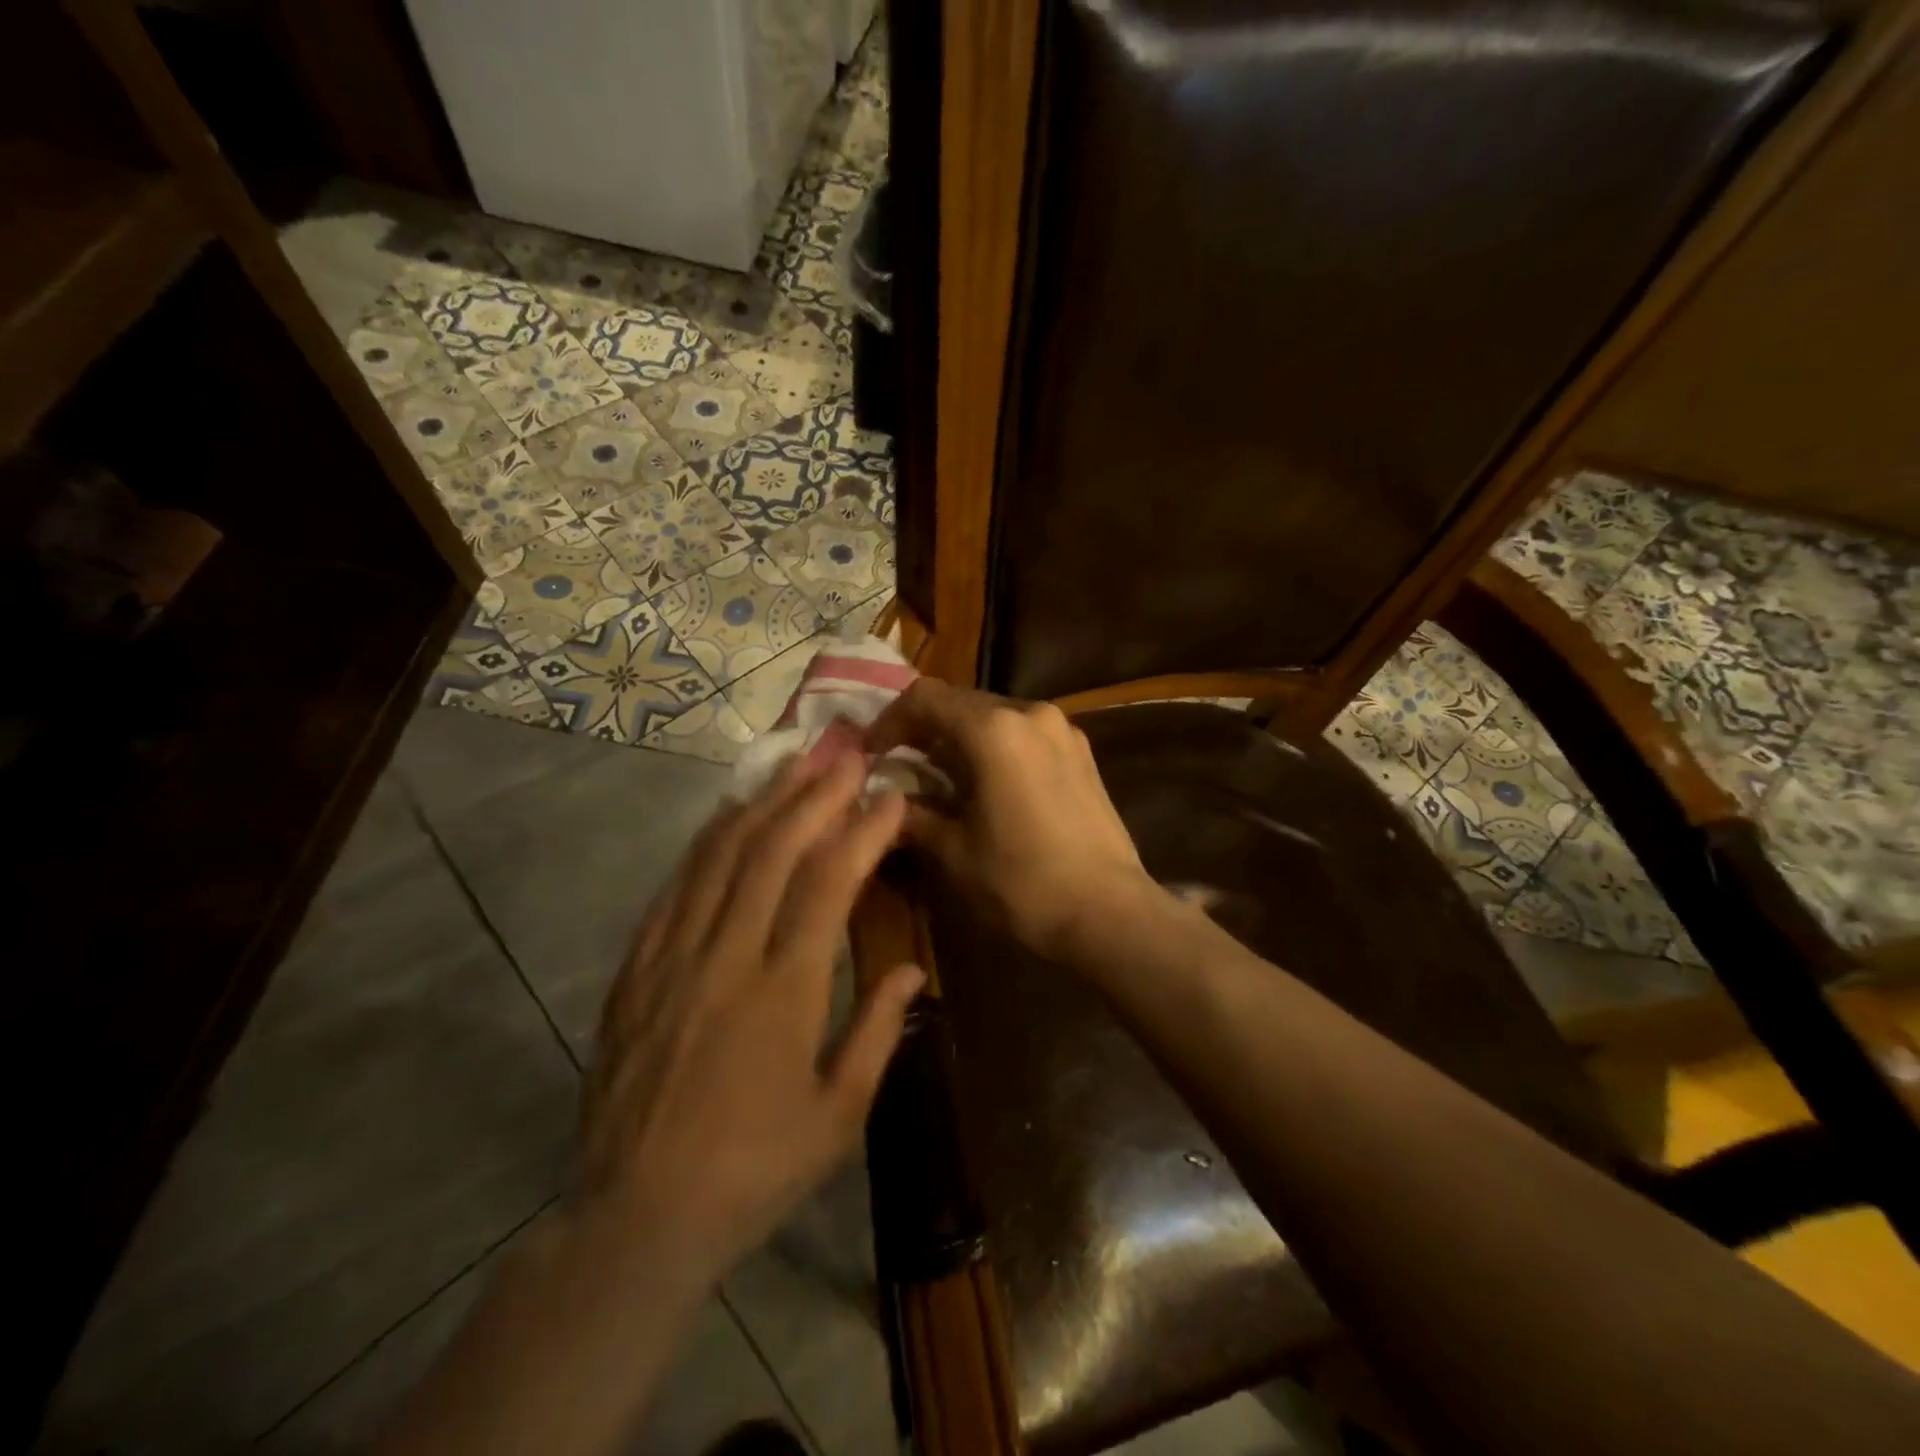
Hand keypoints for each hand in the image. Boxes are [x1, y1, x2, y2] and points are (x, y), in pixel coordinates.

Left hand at [574, 750, 923, 1280]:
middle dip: (813, 795)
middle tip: (844, 756)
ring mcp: (672, 958)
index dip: (862, 831)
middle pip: (771, 852)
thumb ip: (878, 1033)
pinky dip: (707, 842)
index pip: (828, 884)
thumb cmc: (753, 1171)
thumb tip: (914, 969)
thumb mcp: (838, 1117)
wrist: (636, 1220)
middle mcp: (726, 958)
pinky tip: (729, 816)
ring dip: (762, 803)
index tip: (889, 796)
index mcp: (783, 993)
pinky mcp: (636, 969)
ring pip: (719, 857)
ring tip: (794, 765)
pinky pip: (676, 887)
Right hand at [865, 679, 1159, 957]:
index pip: (925, 699)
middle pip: (961, 702)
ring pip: (995, 716)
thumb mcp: (954, 852)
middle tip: (900, 763)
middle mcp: (1030, 713)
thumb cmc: (1022, 883)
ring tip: (941, 775)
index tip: (871, 753)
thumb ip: (914, 816)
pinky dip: (995, 747)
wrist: (1109, 913)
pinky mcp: (1081, 752)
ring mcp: (1062, 730)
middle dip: (924, 728)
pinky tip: (987, 783)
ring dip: (960, 737)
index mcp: (994, 730)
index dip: (889, 720)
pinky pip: (1024, 733)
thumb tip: (885, 803)